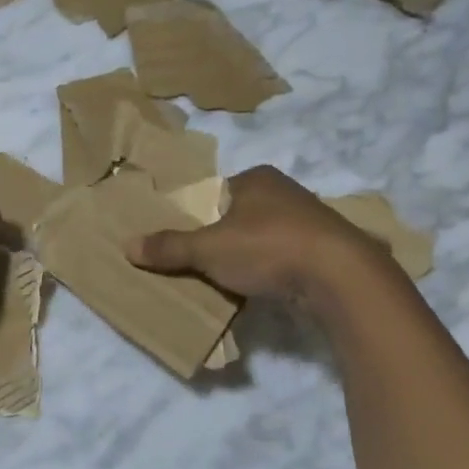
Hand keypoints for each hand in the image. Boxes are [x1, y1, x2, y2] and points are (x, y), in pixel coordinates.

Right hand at [126, 164, 390, 300]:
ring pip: (265, 237)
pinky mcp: (328, 249)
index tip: (186, 242)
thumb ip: (170, 247)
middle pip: (239, 215)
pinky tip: (263, 289)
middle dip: (222, 238)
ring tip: (230, 281)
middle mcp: (286, 191)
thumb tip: (128, 245)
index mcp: (257, 178)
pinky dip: (273, 271)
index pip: (216, 192)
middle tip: (201, 264)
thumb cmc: (268, 247)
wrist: (340, 276)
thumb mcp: (208, 249)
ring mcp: (311, 220)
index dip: (198, 216)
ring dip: (249, 257)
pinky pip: (287, 258)